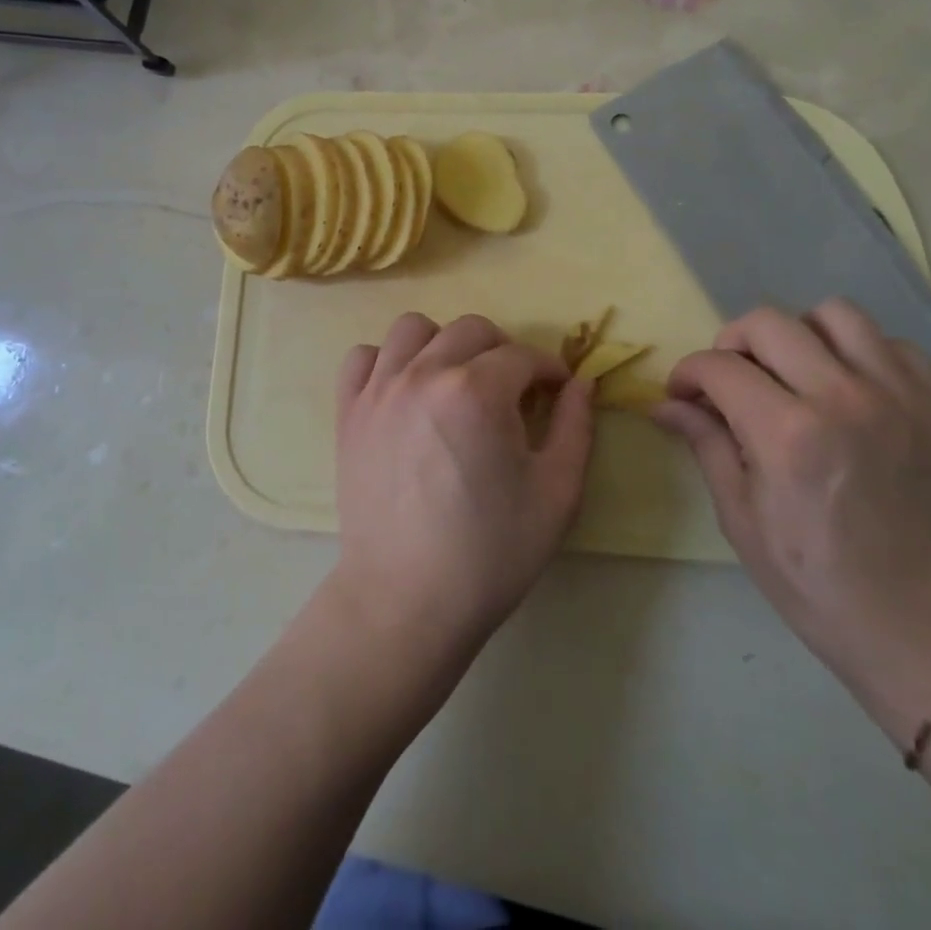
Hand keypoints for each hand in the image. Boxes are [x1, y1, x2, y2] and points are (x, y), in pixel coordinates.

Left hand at [330, 313, 595, 666]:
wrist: (407, 601)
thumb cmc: (490, 553)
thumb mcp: (557, 494)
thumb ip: (575, 427)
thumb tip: (582, 382)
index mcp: (478, 391)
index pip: (523, 355)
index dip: (548, 370)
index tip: (556, 391)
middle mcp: (424, 374)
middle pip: (471, 329)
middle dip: (503, 350)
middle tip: (512, 391)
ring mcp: (379, 389)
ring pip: (413, 329)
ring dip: (442, 344)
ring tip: (455, 382)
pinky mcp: (349, 411)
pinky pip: (362, 358)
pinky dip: (385, 362)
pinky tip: (403, 391)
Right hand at [654, 300, 930, 741]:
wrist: (925, 632)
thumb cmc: (817, 584)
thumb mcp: (741, 518)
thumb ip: (706, 443)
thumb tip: (665, 404)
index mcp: (788, 434)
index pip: (718, 366)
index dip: (688, 373)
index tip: (683, 393)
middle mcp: (844, 398)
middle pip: (769, 322)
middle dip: (732, 342)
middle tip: (730, 378)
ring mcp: (901, 397)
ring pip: (835, 314)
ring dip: (799, 334)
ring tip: (793, 372)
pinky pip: (892, 344)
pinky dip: (860, 352)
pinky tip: (849, 388)